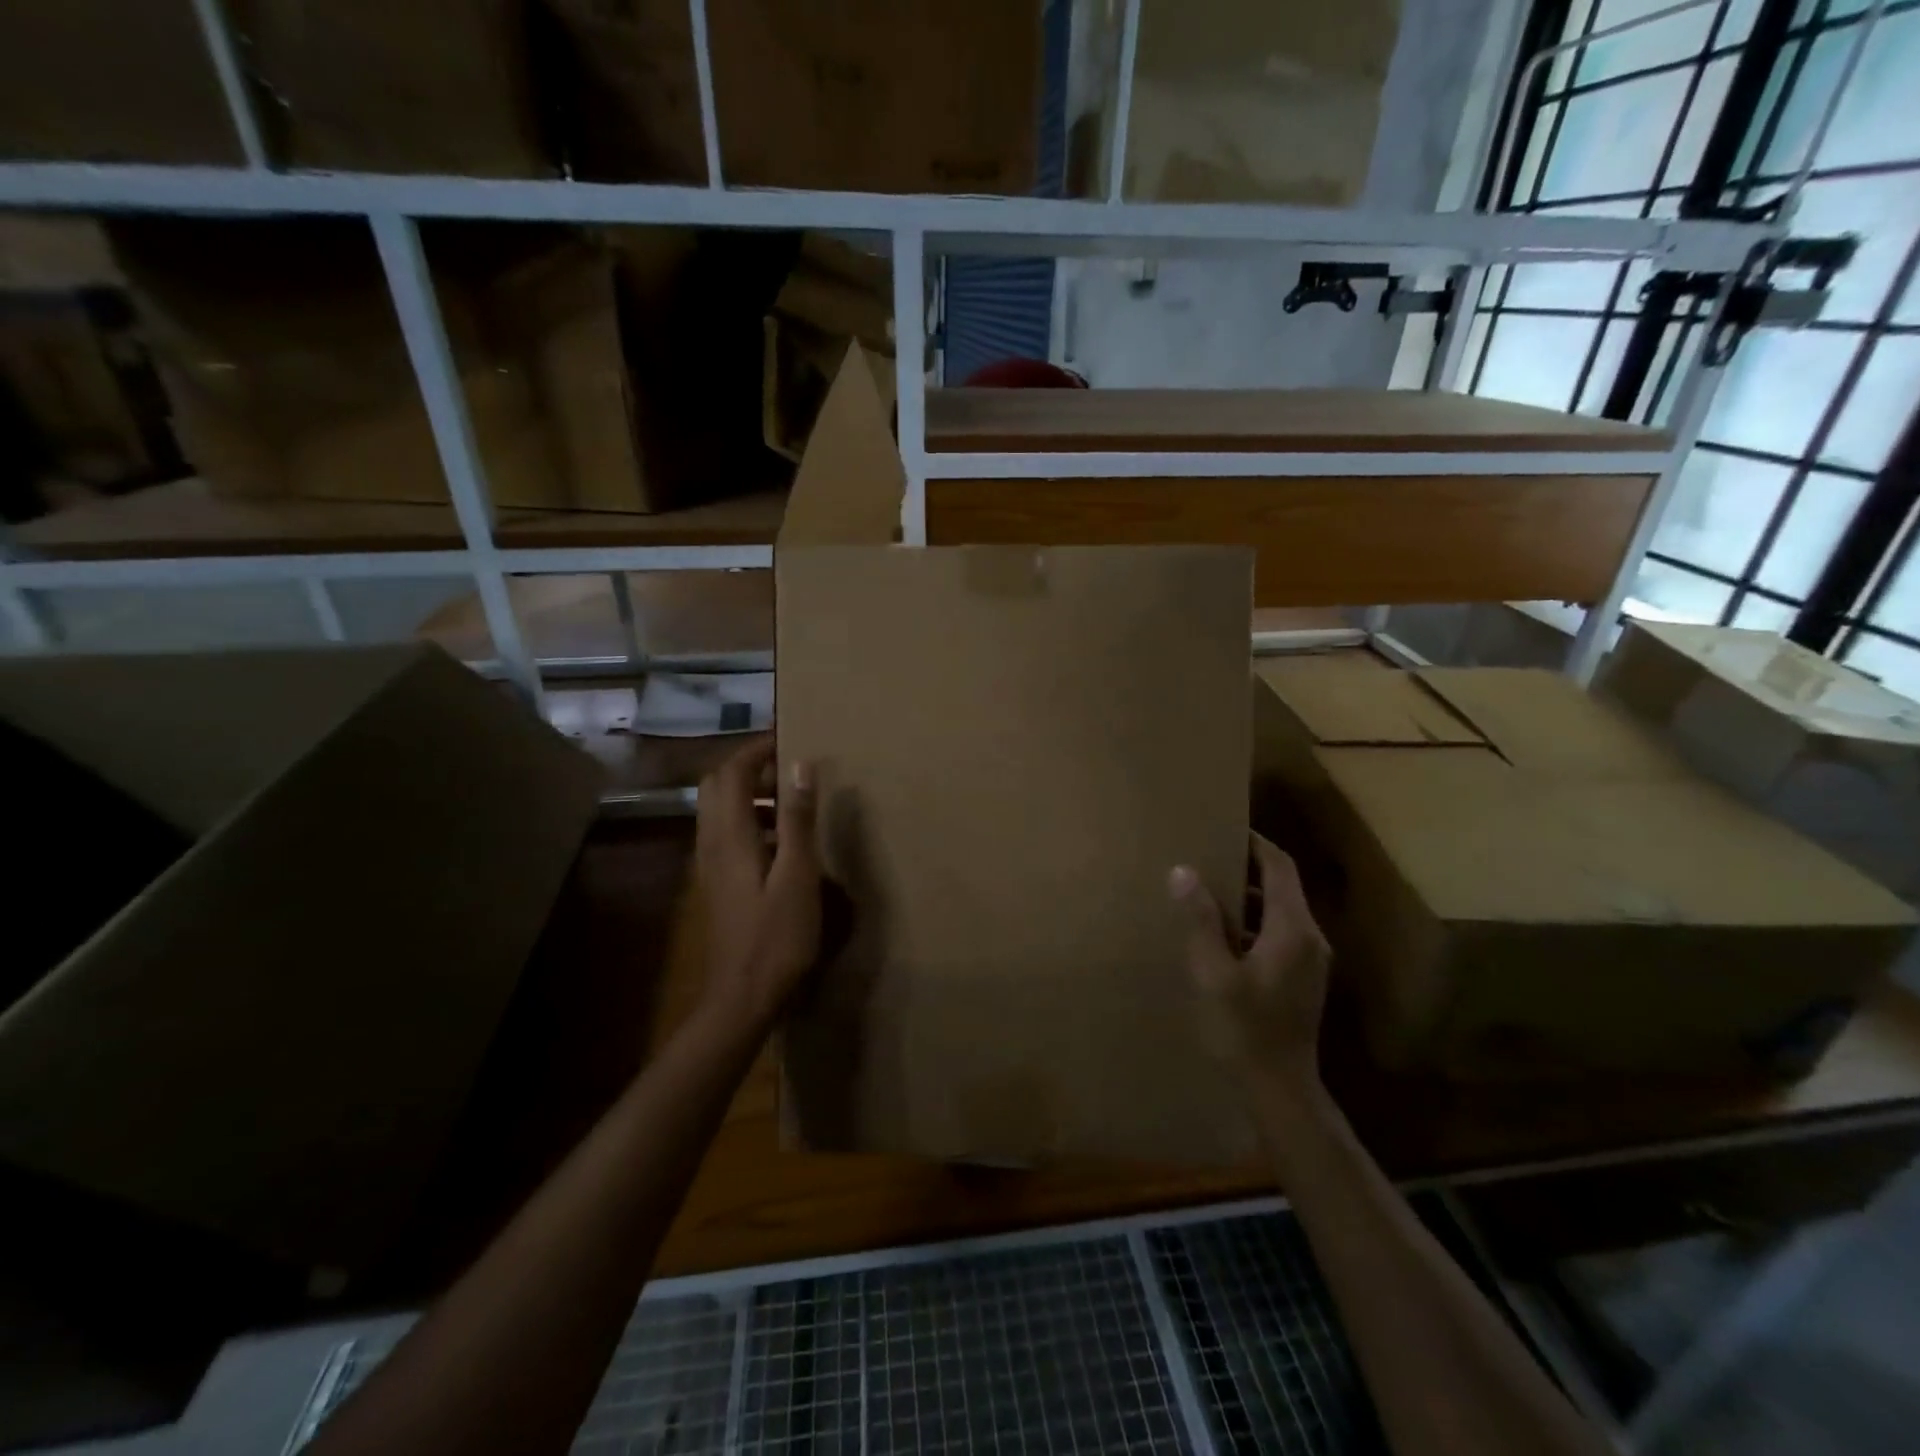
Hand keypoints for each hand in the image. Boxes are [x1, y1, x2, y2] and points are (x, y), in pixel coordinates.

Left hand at [694, 736, 822, 1032]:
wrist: (742, 995)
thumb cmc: (777, 936)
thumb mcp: (798, 875)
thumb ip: (798, 818)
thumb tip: (800, 764)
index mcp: (730, 835)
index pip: (732, 772)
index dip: (756, 749)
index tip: (787, 735)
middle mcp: (712, 842)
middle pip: (718, 785)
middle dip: (749, 766)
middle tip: (788, 764)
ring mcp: (710, 864)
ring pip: (720, 809)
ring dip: (749, 792)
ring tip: (792, 797)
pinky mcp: (718, 882)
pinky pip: (726, 832)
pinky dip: (749, 818)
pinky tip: (782, 838)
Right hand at [1171, 834, 1330, 1094]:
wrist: (1281, 1088)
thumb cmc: (1244, 1028)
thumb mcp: (1214, 972)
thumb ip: (1201, 920)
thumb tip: (1184, 871)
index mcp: (1292, 929)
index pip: (1280, 867)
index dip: (1255, 843)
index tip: (1225, 828)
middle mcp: (1310, 937)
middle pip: (1282, 885)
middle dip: (1247, 867)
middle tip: (1206, 856)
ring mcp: (1311, 960)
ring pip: (1280, 910)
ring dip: (1248, 896)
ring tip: (1206, 891)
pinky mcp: (1303, 978)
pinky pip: (1279, 933)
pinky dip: (1253, 921)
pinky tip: (1221, 934)